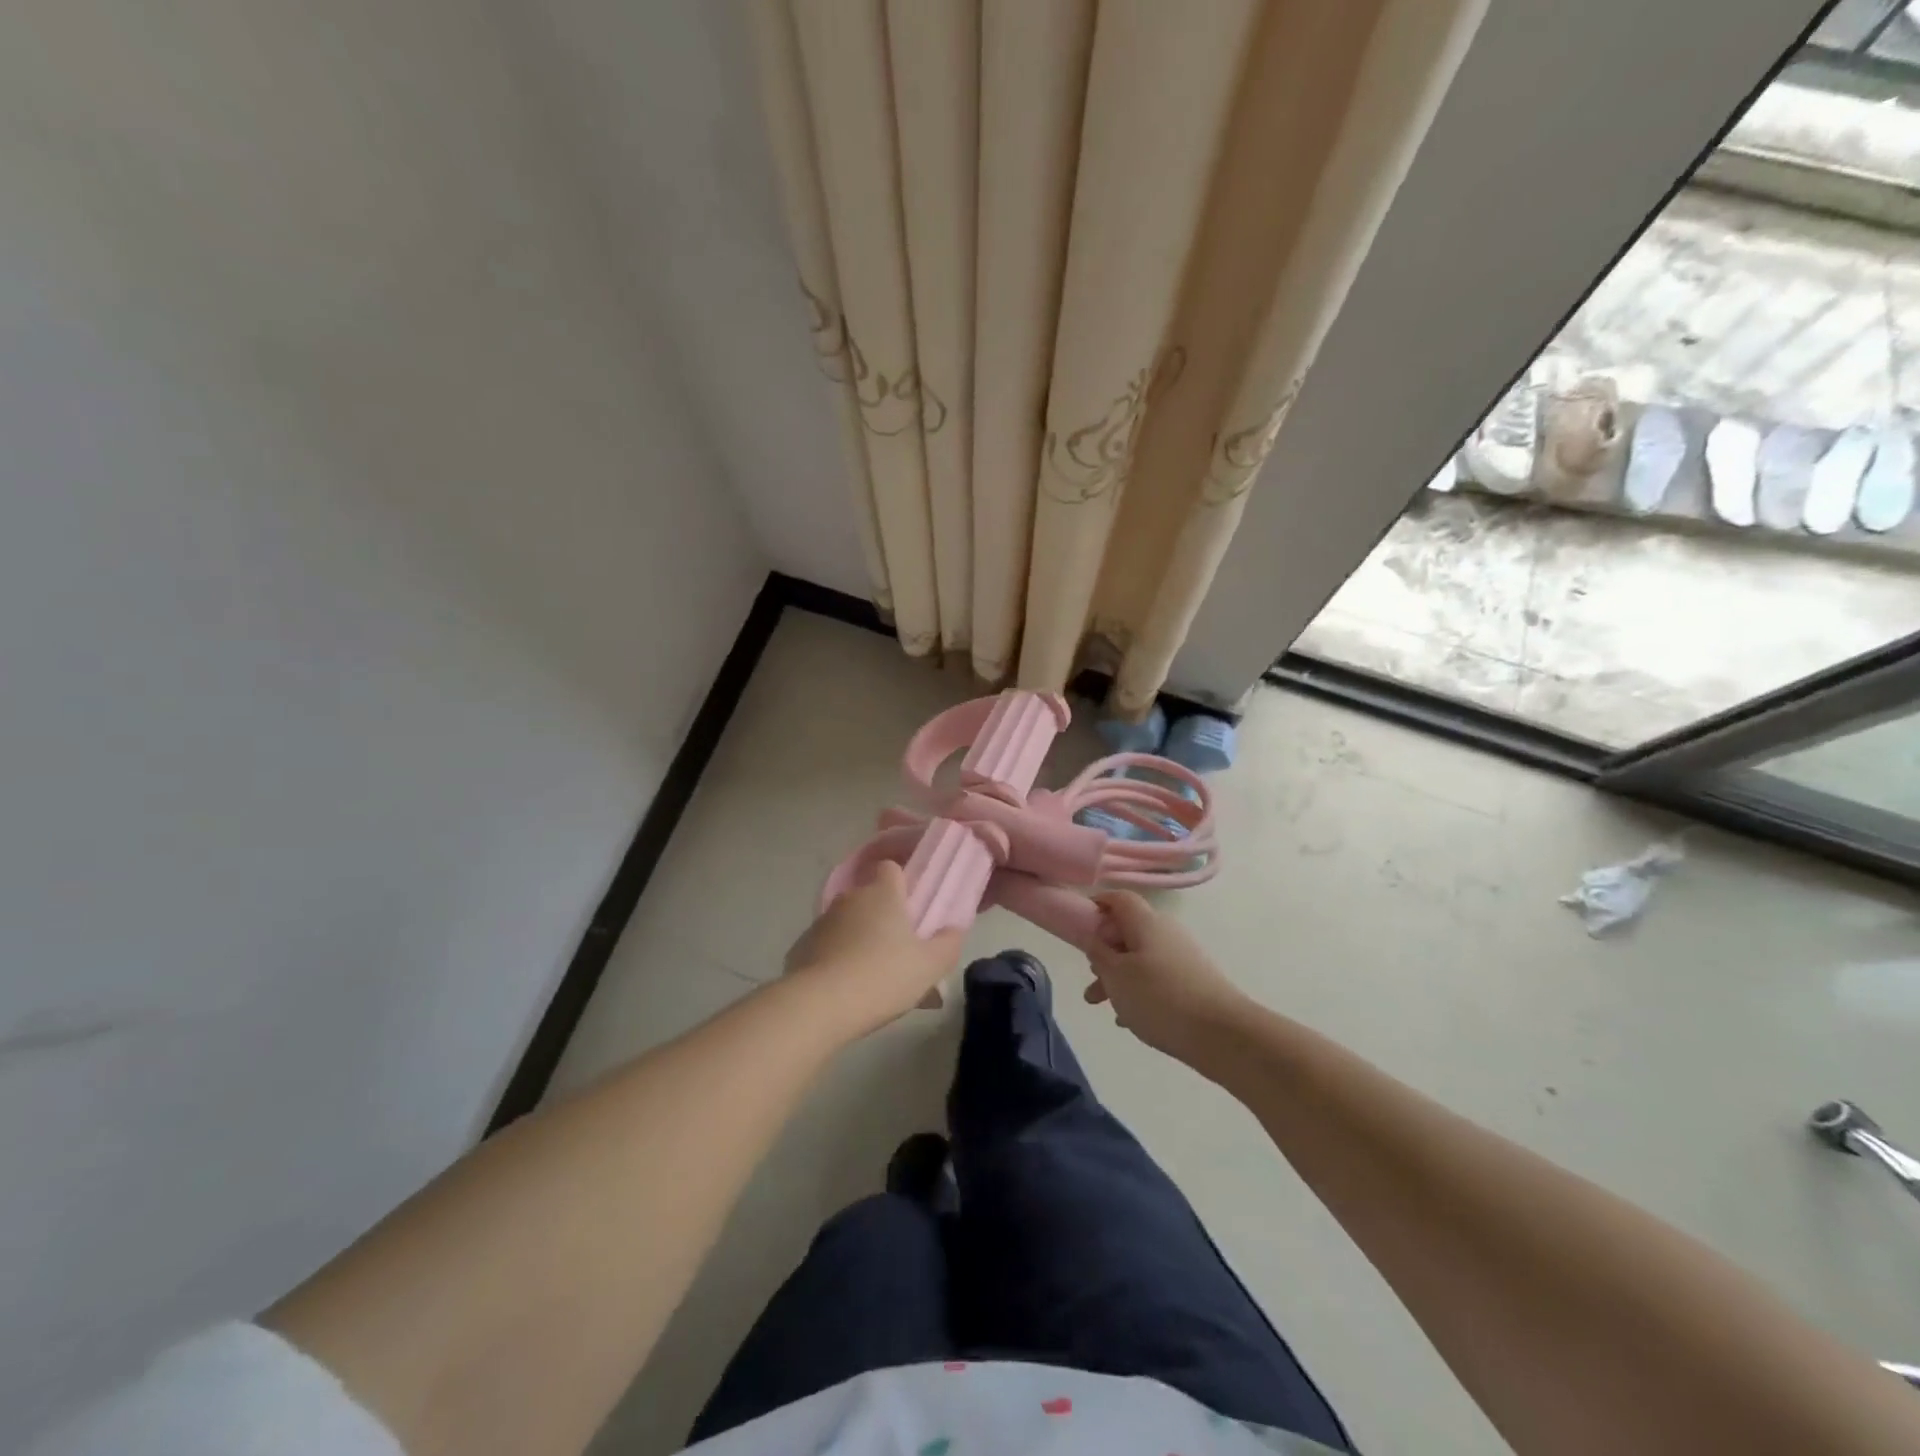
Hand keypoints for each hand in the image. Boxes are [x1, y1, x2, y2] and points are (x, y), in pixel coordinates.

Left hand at [784, 863, 963, 1037]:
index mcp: (881, 893)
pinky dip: (836, 960)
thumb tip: (955, 929)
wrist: (820, 1005)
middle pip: (869, 898)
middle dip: (883, 918)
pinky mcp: (801, 947)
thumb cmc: (883, 976)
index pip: (890, 867)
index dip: (902, 883)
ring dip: (859, 940)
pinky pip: (826, 947)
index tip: (913, 906)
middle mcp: (849, 899)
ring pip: (848, 924)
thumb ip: (948, 944)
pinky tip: (846, 990)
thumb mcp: (930, 966)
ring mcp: (821, 922)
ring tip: (873, 978)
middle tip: (900, 951)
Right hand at [1086, 890, 1248, 1061]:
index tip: (1079, 928)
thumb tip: (1094, 935)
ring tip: (1101, 1005)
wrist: (1223, 1034)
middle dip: (1104, 952)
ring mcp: (1182, 957)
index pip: (1118, 898)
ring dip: (1118, 977)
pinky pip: (1156, 978)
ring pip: (1140, 959)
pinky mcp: (1193, 981)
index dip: (1097, 906)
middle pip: (1127, 932)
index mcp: (1146, 922)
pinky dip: (1138, 991)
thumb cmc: (1160, 998)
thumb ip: (1098, 952)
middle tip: (1090, 976)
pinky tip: (1128, 1019)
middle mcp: (1166, 932)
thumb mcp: (1116, 975)